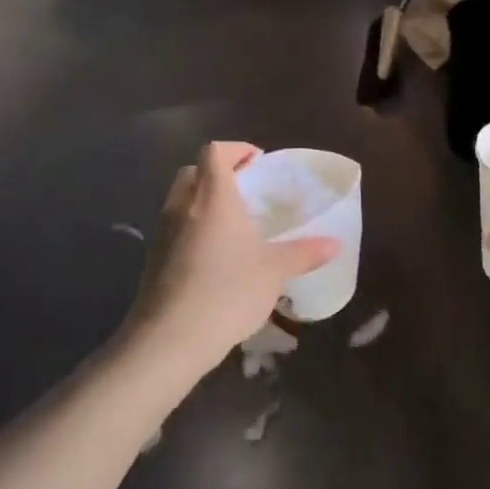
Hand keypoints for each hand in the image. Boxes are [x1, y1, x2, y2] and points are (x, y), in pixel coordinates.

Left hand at [123, 142, 337, 380]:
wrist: (170, 338)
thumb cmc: (228, 291)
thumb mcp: (275, 271)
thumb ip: (304, 253)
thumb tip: (335, 244)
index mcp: (213, 197)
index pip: (215, 152)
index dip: (236, 150)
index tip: (258, 163)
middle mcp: (184, 206)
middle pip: (194, 171)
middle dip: (218, 173)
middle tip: (246, 191)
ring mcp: (163, 232)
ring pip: (181, 200)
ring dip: (203, 201)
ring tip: (233, 225)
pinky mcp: (153, 258)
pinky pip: (174, 227)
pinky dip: (192, 228)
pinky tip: (214, 256)